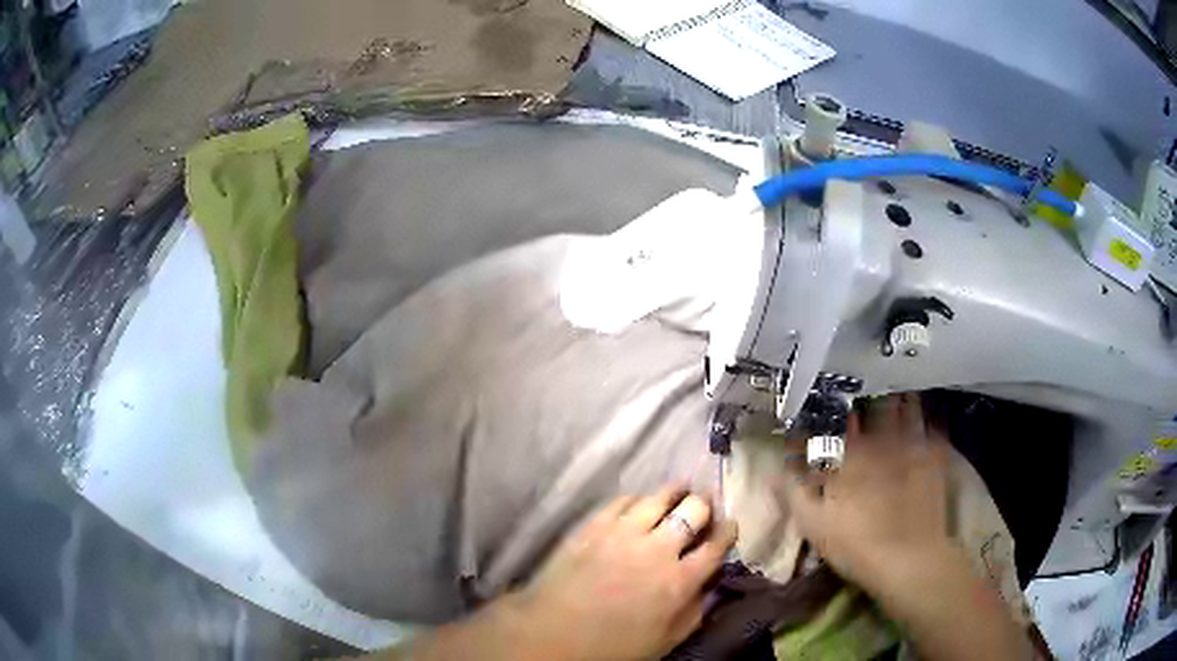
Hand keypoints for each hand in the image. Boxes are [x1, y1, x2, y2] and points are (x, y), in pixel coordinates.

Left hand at [510, 488, 737, 660]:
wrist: (552, 634)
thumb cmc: (612, 647)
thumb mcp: (666, 641)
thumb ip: (695, 611)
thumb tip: (711, 585)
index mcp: (680, 581)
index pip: (716, 545)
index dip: (728, 531)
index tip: (730, 525)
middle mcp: (658, 549)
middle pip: (693, 511)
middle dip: (705, 506)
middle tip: (704, 507)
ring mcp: (623, 532)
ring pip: (660, 497)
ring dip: (676, 492)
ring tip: (681, 489)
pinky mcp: (594, 525)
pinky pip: (623, 500)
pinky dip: (639, 499)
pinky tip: (641, 502)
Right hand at [776, 394, 1035, 659]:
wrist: (910, 560)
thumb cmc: (857, 544)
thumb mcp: (814, 524)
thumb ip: (793, 491)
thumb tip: (774, 467)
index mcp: (851, 453)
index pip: (836, 415)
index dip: (828, 400)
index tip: (821, 391)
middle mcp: (883, 439)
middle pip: (875, 400)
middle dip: (867, 386)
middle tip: (863, 376)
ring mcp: (913, 445)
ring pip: (906, 404)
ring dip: (898, 391)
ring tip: (894, 380)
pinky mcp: (935, 458)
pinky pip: (934, 424)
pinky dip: (929, 413)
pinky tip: (928, 408)